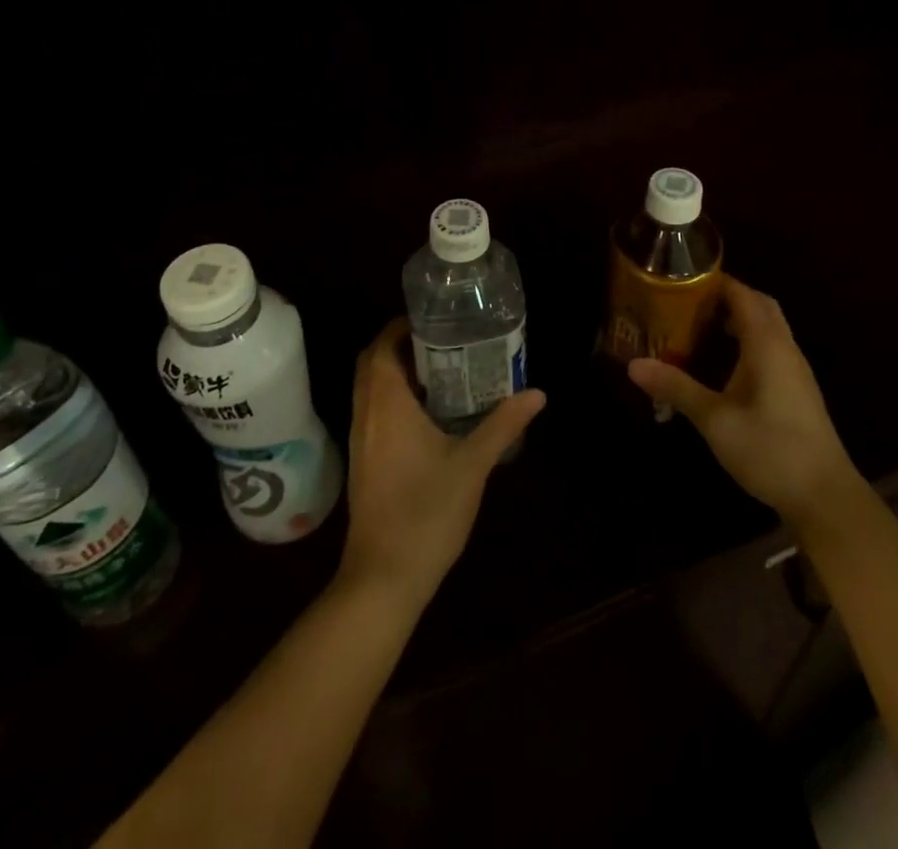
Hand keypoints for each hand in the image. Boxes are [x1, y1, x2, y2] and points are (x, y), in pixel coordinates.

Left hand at [338, 318, 545, 610]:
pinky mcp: (363, 461)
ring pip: (370, 388)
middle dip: (400, 345)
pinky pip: (372, 410)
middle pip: (372, 362)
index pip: (382, 347)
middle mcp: (366, 413)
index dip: (402, 326)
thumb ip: (503, 424)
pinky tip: (427, 413)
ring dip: (395, 371)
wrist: (384, 578)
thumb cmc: (427, 512)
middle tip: (441, 341)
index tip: (435, 320)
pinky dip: (392, 397)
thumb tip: (537, 393)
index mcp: (387, 404)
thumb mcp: (473, 464)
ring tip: (440, 369)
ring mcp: (360, 439)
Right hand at [628, 276, 856, 528]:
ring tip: (699, 327)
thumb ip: (676, 387)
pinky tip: (724, 364)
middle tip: (688, 302)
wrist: (825, 496)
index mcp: (767, 344)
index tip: (681, 279)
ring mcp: (795, 370)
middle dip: (726, 297)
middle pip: (759, 305)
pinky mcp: (797, 390)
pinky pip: (771, 348)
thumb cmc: (770, 449)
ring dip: (738, 319)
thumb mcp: (714, 419)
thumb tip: (633, 364)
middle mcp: (784, 348)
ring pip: (768, 327)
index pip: (742, 295)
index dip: (715, 282)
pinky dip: (747, 341)